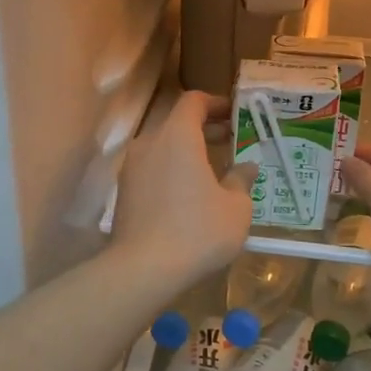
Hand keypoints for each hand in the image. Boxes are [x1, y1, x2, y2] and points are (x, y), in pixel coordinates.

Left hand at [111, 91, 256, 290]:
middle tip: (230, 141)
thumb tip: (246, 167)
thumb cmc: (197, 232)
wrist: (143, 269)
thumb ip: (241, 181)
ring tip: (211, 171)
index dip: (216, 103)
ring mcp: (131, 167)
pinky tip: (187, 195)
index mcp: (177, 136)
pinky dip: (170, 170)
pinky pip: (151, 169)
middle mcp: (149, 142)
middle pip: (176, 122)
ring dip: (186, 151)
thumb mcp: (235, 208)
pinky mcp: (124, 191)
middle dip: (204, 128)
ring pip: (162, 146)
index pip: (193, 101)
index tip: (235, 114)